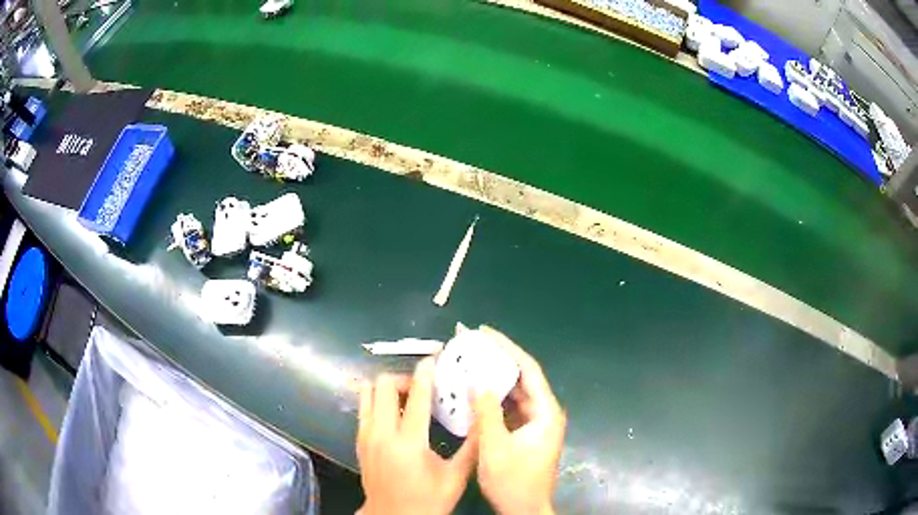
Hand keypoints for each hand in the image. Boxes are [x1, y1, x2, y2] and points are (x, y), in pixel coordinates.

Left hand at [357, 358, 476, 514]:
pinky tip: (395, 413)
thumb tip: (484, 417)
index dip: (425, 373)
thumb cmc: (428, 500)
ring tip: (406, 399)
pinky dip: (377, 401)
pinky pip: (363, 407)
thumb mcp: (456, 476)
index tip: (434, 359)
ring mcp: (365, 436)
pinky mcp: (358, 441)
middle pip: (382, 385)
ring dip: (387, 388)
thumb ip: (472, 447)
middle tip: (422, 388)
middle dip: (403, 378)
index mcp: (408, 442)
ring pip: (367, 392)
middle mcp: (381, 433)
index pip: (414, 396)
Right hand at [473, 326, 565, 514]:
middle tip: (471, 344)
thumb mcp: (495, 447)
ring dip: (494, 378)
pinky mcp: (526, 433)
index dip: (507, 347)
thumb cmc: (513, 481)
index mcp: (545, 412)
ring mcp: (536, 423)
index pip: (528, 369)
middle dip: (498, 359)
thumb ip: (486, 412)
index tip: (484, 332)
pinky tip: (473, 392)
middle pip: (522, 378)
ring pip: (515, 393)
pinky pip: (510, 407)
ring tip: (469, 362)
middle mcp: (545, 412)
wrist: (524, 509)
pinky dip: (493, 398)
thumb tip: (476, 380)